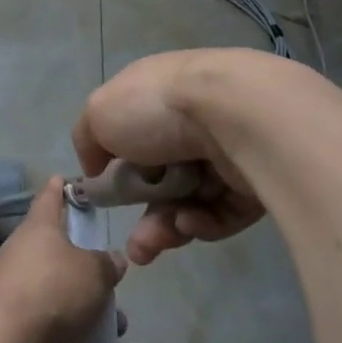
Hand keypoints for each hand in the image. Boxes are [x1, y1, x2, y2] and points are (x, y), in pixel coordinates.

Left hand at [0, 178, 124, 342]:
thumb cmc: (53, 291)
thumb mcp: (94, 273)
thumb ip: (107, 263)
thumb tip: (114, 258)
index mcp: (38, 225)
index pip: (50, 194)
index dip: (62, 186)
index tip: (73, 181)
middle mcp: (22, 248)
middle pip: (55, 243)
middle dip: (82, 255)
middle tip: (108, 264)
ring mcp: (15, 283)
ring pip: (55, 281)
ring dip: (81, 295)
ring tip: (113, 316)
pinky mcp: (14, 317)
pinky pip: (49, 311)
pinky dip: (71, 320)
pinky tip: (94, 341)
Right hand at [74, 50, 266, 266]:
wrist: (234, 113)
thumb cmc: (157, 108)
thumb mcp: (99, 113)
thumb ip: (88, 139)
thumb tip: (96, 168)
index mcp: (153, 96)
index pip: (133, 135)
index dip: (118, 168)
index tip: (108, 195)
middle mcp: (189, 121)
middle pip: (161, 177)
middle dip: (144, 214)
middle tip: (137, 246)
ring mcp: (223, 151)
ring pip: (189, 200)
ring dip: (166, 227)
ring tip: (153, 245)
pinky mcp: (253, 181)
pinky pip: (221, 213)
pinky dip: (202, 222)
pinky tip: (190, 222)